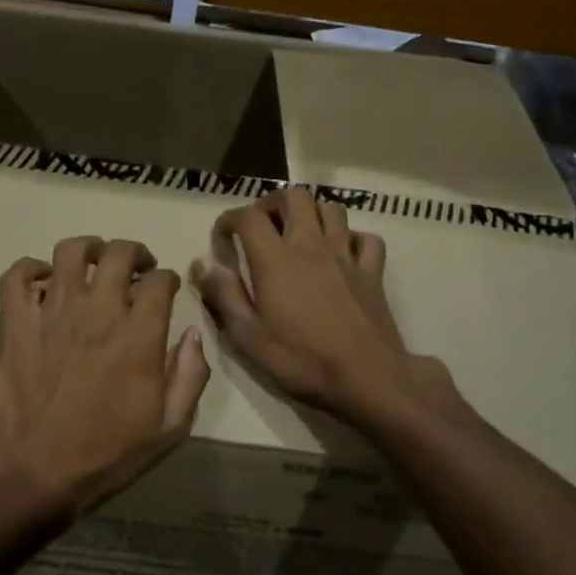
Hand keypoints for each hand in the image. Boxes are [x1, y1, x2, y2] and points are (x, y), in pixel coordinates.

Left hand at [0, 236, 210, 526]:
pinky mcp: (16, 325)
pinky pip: (15, 278)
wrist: (35, 473)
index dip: (167, 278)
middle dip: (133, 252)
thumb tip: (193, 334)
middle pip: (118, 254)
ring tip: (91, 261)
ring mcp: (52, 314)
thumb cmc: (106, 454)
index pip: (159, 281)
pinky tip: (39, 279)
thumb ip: (190, 376)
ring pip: (69, 252)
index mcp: (138, 335)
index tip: (165, 288)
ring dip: (86, 248)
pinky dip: (27, 269)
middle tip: (135, 266)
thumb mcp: (169, 428)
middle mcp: (97, 312)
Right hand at [191, 189, 462, 427]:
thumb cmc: (301, 360)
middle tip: (260, 227)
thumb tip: (202, 262)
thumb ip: (223, 294)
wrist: (367, 378)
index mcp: (276, 259)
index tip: (222, 238)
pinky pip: (366, 239)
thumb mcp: (248, 335)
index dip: (229, 219)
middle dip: (272, 204)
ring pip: (331, 209)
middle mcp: (311, 245)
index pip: (248, 217)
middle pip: (294, 196)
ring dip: (311, 214)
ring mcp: (346, 256)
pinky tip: (341, 254)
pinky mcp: (373, 272)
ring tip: (298, 235)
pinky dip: (351, 239)